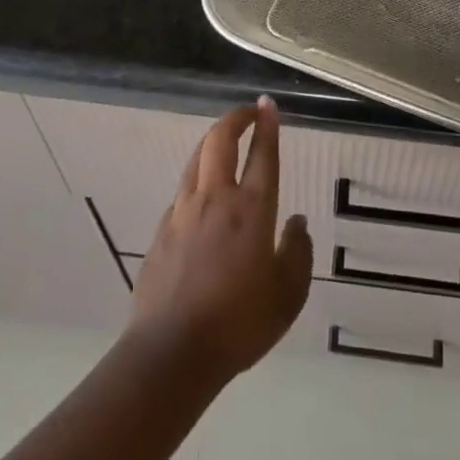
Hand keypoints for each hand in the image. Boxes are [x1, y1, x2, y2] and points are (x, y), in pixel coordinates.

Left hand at [127, 97, 312, 384]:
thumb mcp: (287, 297)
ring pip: (195, 160)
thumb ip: (297, 254)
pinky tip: (201, 197)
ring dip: (212, 143)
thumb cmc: (238, 325)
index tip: (268, 104)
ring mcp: (183, 212)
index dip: (267, 125)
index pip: (262, 154)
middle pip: (220, 141)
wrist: (171, 354)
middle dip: (235, 118)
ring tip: (224, 142)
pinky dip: (196, 180)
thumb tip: (298, 223)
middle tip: (248, 113)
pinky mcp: (161, 231)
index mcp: (251, 210)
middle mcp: (216, 199)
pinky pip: (182, 192)